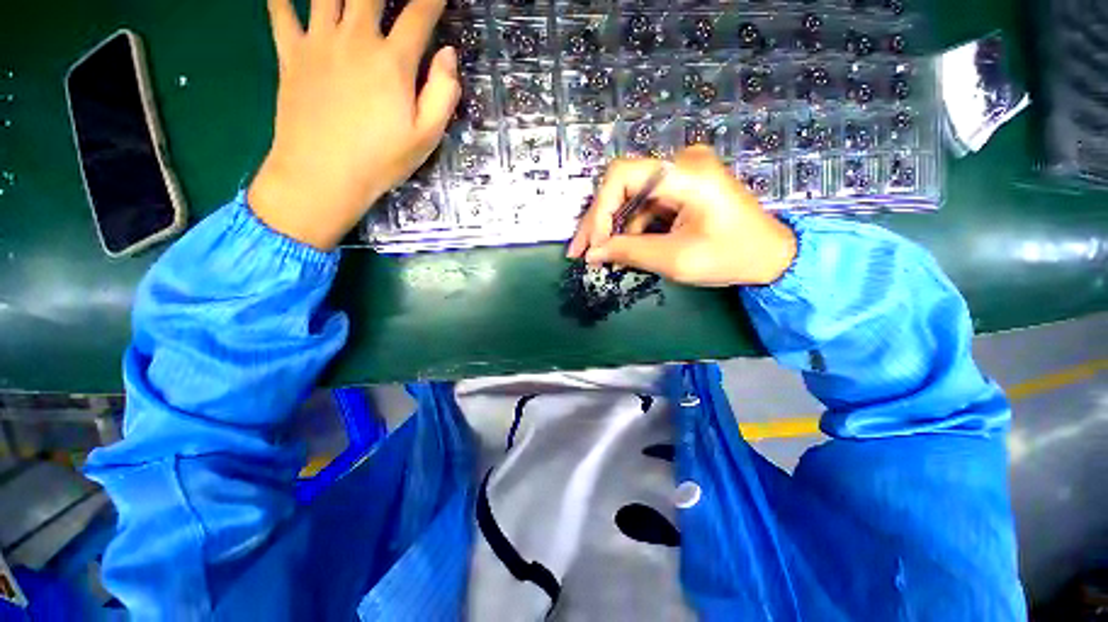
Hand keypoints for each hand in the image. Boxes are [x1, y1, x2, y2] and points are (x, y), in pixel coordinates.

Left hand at [248, 0, 460, 249]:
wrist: (322, 176)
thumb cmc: (381, 160)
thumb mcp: (426, 137)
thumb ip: (443, 93)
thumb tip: (449, 54)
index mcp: (392, 61)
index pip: (420, 12)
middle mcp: (355, 38)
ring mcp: (318, 42)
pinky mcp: (290, 54)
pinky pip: (280, 12)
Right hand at [567, 146, 796, 286]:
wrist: (770, 257)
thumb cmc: (731, 257)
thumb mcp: (676, 259)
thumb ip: (629, 252)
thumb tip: (592, 253)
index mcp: (686, 174)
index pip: (622, 176)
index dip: (599, 211)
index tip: (592, 246)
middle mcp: (681, 163)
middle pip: (622, 186)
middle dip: (599, 223)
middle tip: (581, 252)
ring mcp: (681, 174)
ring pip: (630, 199)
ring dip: (613, 229)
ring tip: (600, 257)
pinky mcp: (681, 187)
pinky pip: (644, 206)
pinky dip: (630, 229)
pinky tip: (623, 249)